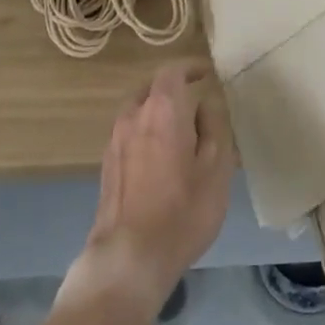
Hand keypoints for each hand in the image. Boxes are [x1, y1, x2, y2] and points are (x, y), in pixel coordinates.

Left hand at [60, 63, 233, 317]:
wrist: (130, 255)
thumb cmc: (183, 210)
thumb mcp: (216, 168)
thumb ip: (213, 127)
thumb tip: (205, 104)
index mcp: (162, 109)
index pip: (173, 71)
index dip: (191, 68)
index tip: (207, 73)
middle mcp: (133, 115)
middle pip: (152, 88)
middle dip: (174, 90)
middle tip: (196, 102)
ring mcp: (115, 139)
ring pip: (138, 110)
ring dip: (158, 112)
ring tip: (180, 131)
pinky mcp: (107, 163)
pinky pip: (130, 133)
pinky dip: (146, 132)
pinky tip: (160, 156)